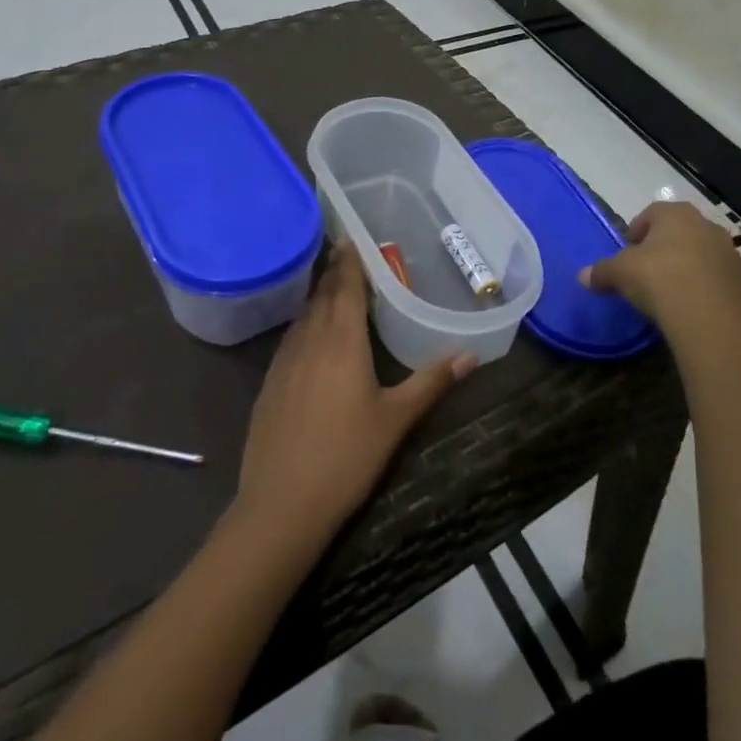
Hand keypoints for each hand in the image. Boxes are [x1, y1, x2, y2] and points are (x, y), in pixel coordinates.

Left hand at [235, 242, 474, 550]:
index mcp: (341, 341)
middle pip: (323, 295)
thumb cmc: (346, 457)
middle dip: (335, 272)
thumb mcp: (396, 420)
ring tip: (333, 285)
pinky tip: (310, 335)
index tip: (352, 236)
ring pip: (304, 316)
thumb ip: (431, 382)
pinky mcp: (269, 383)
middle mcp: (310, 340)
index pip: (346, 287)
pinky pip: (290, 339)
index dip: (350, 260)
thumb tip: (471, 355)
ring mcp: (284, 362)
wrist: (281, 504)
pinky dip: (305, 324)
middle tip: (345, 250)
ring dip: (319, 296)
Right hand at [580, 202, 740, 366]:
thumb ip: (601, 272)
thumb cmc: (659, 280)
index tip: (628, 254)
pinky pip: (724, 286)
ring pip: (706, 258)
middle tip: (649, 274)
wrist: (711, 319)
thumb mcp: (619, 274)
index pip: (651, 214)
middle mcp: (708, 228)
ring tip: (674, 295)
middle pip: (681, 234)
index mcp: (676, 215)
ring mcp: (733, 256)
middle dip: (666, 250)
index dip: (637, 232)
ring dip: (692, 270)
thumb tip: (582, 276)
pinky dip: (712, 294)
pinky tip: (697, 312)